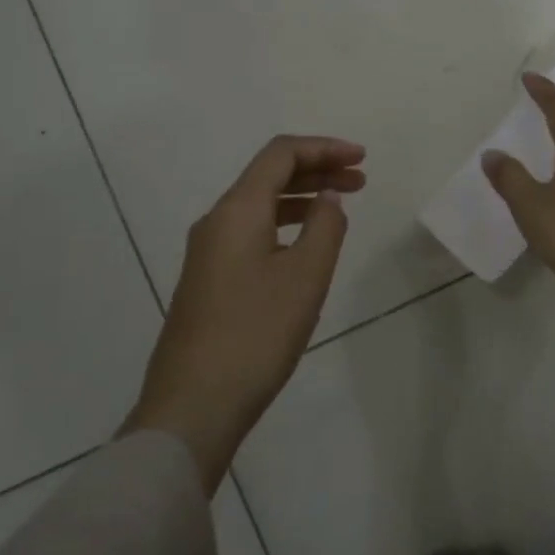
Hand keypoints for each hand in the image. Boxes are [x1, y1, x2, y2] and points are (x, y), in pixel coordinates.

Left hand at [123, 135, 365, 489]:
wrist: (193, 406)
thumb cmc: (256, 334)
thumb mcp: (306, 276)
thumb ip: (325, 226)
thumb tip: (327, 198)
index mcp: (237, 210)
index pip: (281, 154)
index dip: (324, 148)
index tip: (362, 158)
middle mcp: (217, 222)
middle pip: (269, 175)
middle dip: (317, 170)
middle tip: (360, 180)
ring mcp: (207, 253)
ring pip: (260, 205)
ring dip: (302, 197)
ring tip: (340, 207)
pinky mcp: (208, 280)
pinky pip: (251, 232)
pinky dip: (285, 224)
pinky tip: (306, 245)